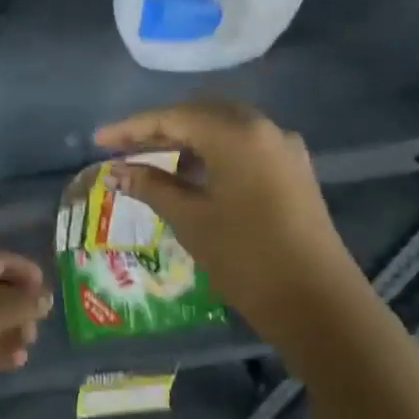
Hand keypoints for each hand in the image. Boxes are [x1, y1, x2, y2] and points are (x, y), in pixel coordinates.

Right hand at [93, 99, 359, 329]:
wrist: (319, 303)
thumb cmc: (246, 257)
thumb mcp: (190, 219)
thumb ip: (150, 186)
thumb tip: (115, 172)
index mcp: (236, 133)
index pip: (173, 117)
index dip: (131, 128)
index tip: (98, 140)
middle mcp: (263, 128)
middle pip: (200, 114)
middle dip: (159, 129)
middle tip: (123, 149)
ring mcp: (283, 148)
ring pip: (223, 129)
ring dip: (186, 141)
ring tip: (152, 163)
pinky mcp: (293, 171)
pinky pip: (243, 146)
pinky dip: (212, 153)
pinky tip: (192, 176)